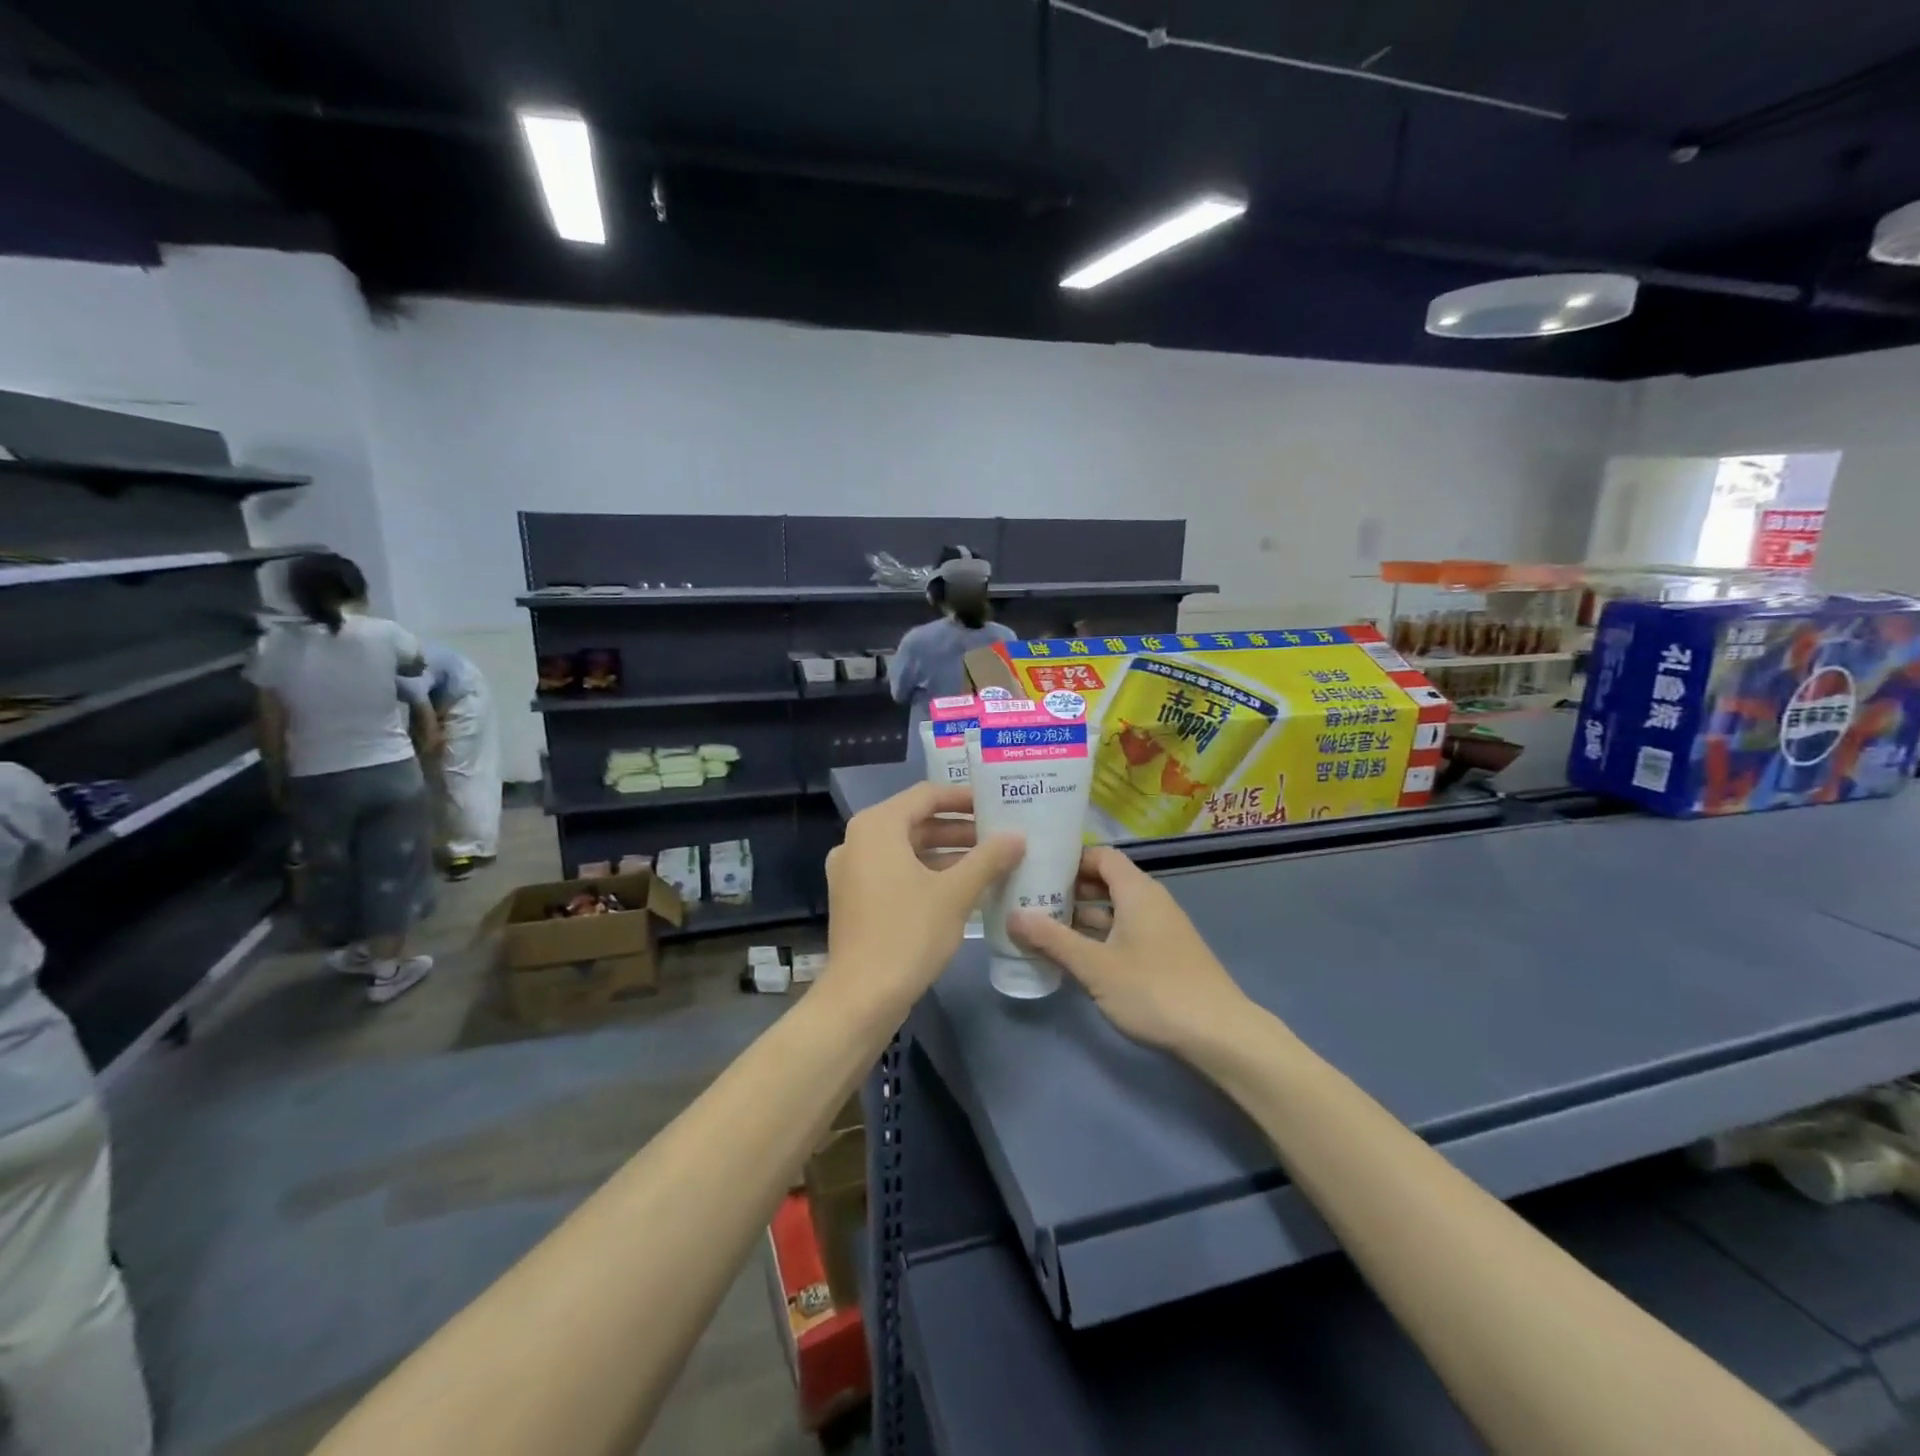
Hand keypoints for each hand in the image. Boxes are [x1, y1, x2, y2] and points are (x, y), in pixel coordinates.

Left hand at [825, 783, 1023, 1008]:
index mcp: (877, 827)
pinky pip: (895, 871)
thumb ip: (988, 858)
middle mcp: (858, 840)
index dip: (963, 797)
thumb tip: (1018, 836)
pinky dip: (927, 872)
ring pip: (907, 849)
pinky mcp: (855, 898)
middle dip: (958, 828)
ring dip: (946, 852)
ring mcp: (852, 871)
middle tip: (999, 834)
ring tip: (989, 860)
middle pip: (915, 821)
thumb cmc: (909, 933)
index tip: (996, 803)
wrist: (862, 997)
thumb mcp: (956, 893)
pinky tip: (962, 887)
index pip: (926, 795)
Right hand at [1010, 846, 1252, 1054]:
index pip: (1101, 856)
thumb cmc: (1154, 990)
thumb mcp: (1095, 966)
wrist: (1220, 1034)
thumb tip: (1012, 916)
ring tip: (1045, 927)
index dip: (1070, 859)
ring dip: (1083, 915)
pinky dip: (1101, 935)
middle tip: (1032, 899)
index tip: (1037, 869)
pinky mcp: (1166, 953)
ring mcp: (1162, 928)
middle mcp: (1151, 901)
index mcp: (1137, 891)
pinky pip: (1126, 930)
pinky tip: (1077, 955)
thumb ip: (1052, 939)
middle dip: (1070, 889)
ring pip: (1116, 909)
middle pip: (1107, 881)